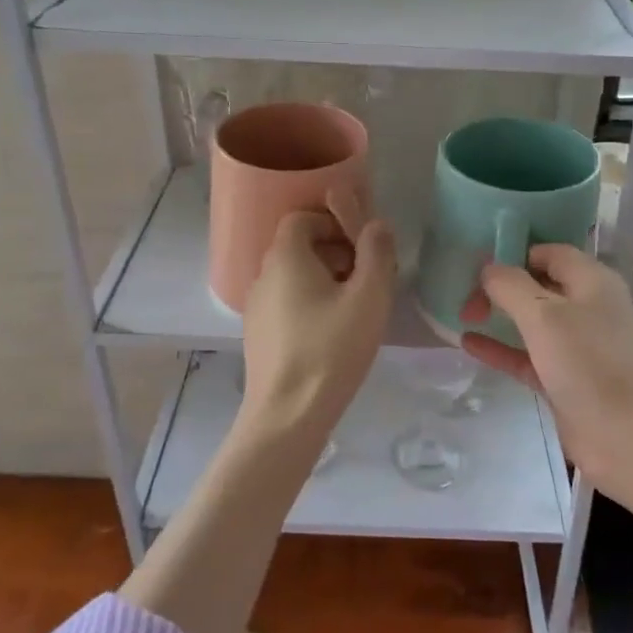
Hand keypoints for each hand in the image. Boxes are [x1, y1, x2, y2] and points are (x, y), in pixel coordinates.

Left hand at [238, 207, 396, 450]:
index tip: (361, 248)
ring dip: (323, 279)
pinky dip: (308, 304)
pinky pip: (285, 303)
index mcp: (285, 258)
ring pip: (292, 277)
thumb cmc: (332, 348)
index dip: (333, 223)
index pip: (301, 218)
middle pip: (298, 247)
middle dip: (334, 252)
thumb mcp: (369, 297)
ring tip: (353, 308)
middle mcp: (263, 275)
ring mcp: (255, 307)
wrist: (288, 414)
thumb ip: (377, 253)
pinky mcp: (257, 334)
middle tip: (365, 278)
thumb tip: (376, 224)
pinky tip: (330, 334)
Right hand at [460, 245, 632, 536]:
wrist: (629, 439)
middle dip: (501, 286)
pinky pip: (526, 354)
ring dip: (499, 316)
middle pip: (537, 284)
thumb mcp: (544, 316)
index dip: (514, 253)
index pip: (548, 252)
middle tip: (466, 296)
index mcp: (591, 282)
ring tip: (461, 315)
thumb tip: (488, 268)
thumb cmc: (589, 365)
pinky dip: (500, 347)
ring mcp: (576, 345)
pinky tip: (468, 344)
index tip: (477, 265)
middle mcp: (586, 307)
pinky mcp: (564, 378)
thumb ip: (510, 286)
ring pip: (531, 321)